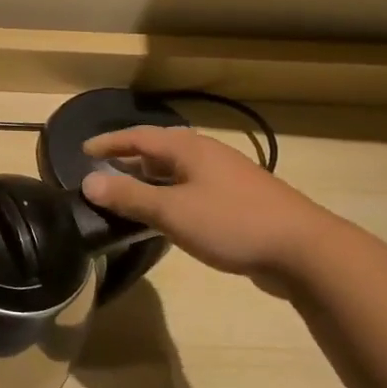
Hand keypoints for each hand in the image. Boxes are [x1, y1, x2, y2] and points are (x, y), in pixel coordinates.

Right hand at [80, 126, 334, 278]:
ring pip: (175, 173)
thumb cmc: (232, 222)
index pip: (139, 136)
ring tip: (124, 197)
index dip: (109, 142)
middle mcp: (206, 156)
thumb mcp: (171, 211)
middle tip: (100, 174)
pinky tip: (162, 219)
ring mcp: (225, 179)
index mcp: (189, 149)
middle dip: (128, 160)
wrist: (304, 251)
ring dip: (147, 181)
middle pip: (158, 151)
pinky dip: (167, 198)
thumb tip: (87, 182)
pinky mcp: (237, 204)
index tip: (82, 151)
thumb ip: (129, 196)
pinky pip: (190, 192)